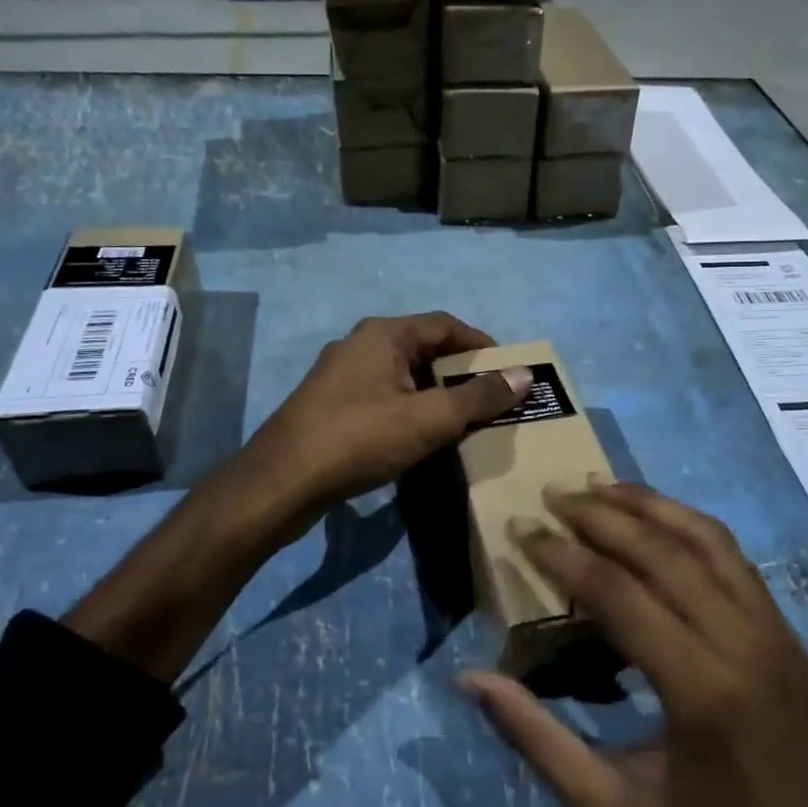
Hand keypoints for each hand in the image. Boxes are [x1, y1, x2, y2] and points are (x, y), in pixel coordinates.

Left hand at [246, 312, 531, 520]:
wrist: (282, 481)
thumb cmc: (360, 438)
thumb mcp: (428, 418)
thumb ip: (478, 398)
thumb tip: (524, 376)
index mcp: (384, 334)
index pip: (445, 325)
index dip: (481, 345)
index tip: (508, 370)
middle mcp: (361, 345)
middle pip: (424, 349)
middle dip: (460, 373)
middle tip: (491, 399)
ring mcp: (341, 376)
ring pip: (402, 376)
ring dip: (435, 394)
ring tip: (464, 421)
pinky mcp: (331, 406)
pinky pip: (384, 398)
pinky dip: (410, 410)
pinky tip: (421, 438)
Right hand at [461, 481, 807, 806]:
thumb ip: (538, 740)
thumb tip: (471, 679)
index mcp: (700, 690)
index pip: (618, 592)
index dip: (561, 554)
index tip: (520, 529)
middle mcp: (744, 642)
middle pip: (662, 551)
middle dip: (599, 515)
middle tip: (551, 492)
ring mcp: (776, 632)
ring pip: (707, 539)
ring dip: (649, 504)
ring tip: (599, 484)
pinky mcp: (791, 634)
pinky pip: (736, 559)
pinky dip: (690, 526)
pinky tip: (658, 520)